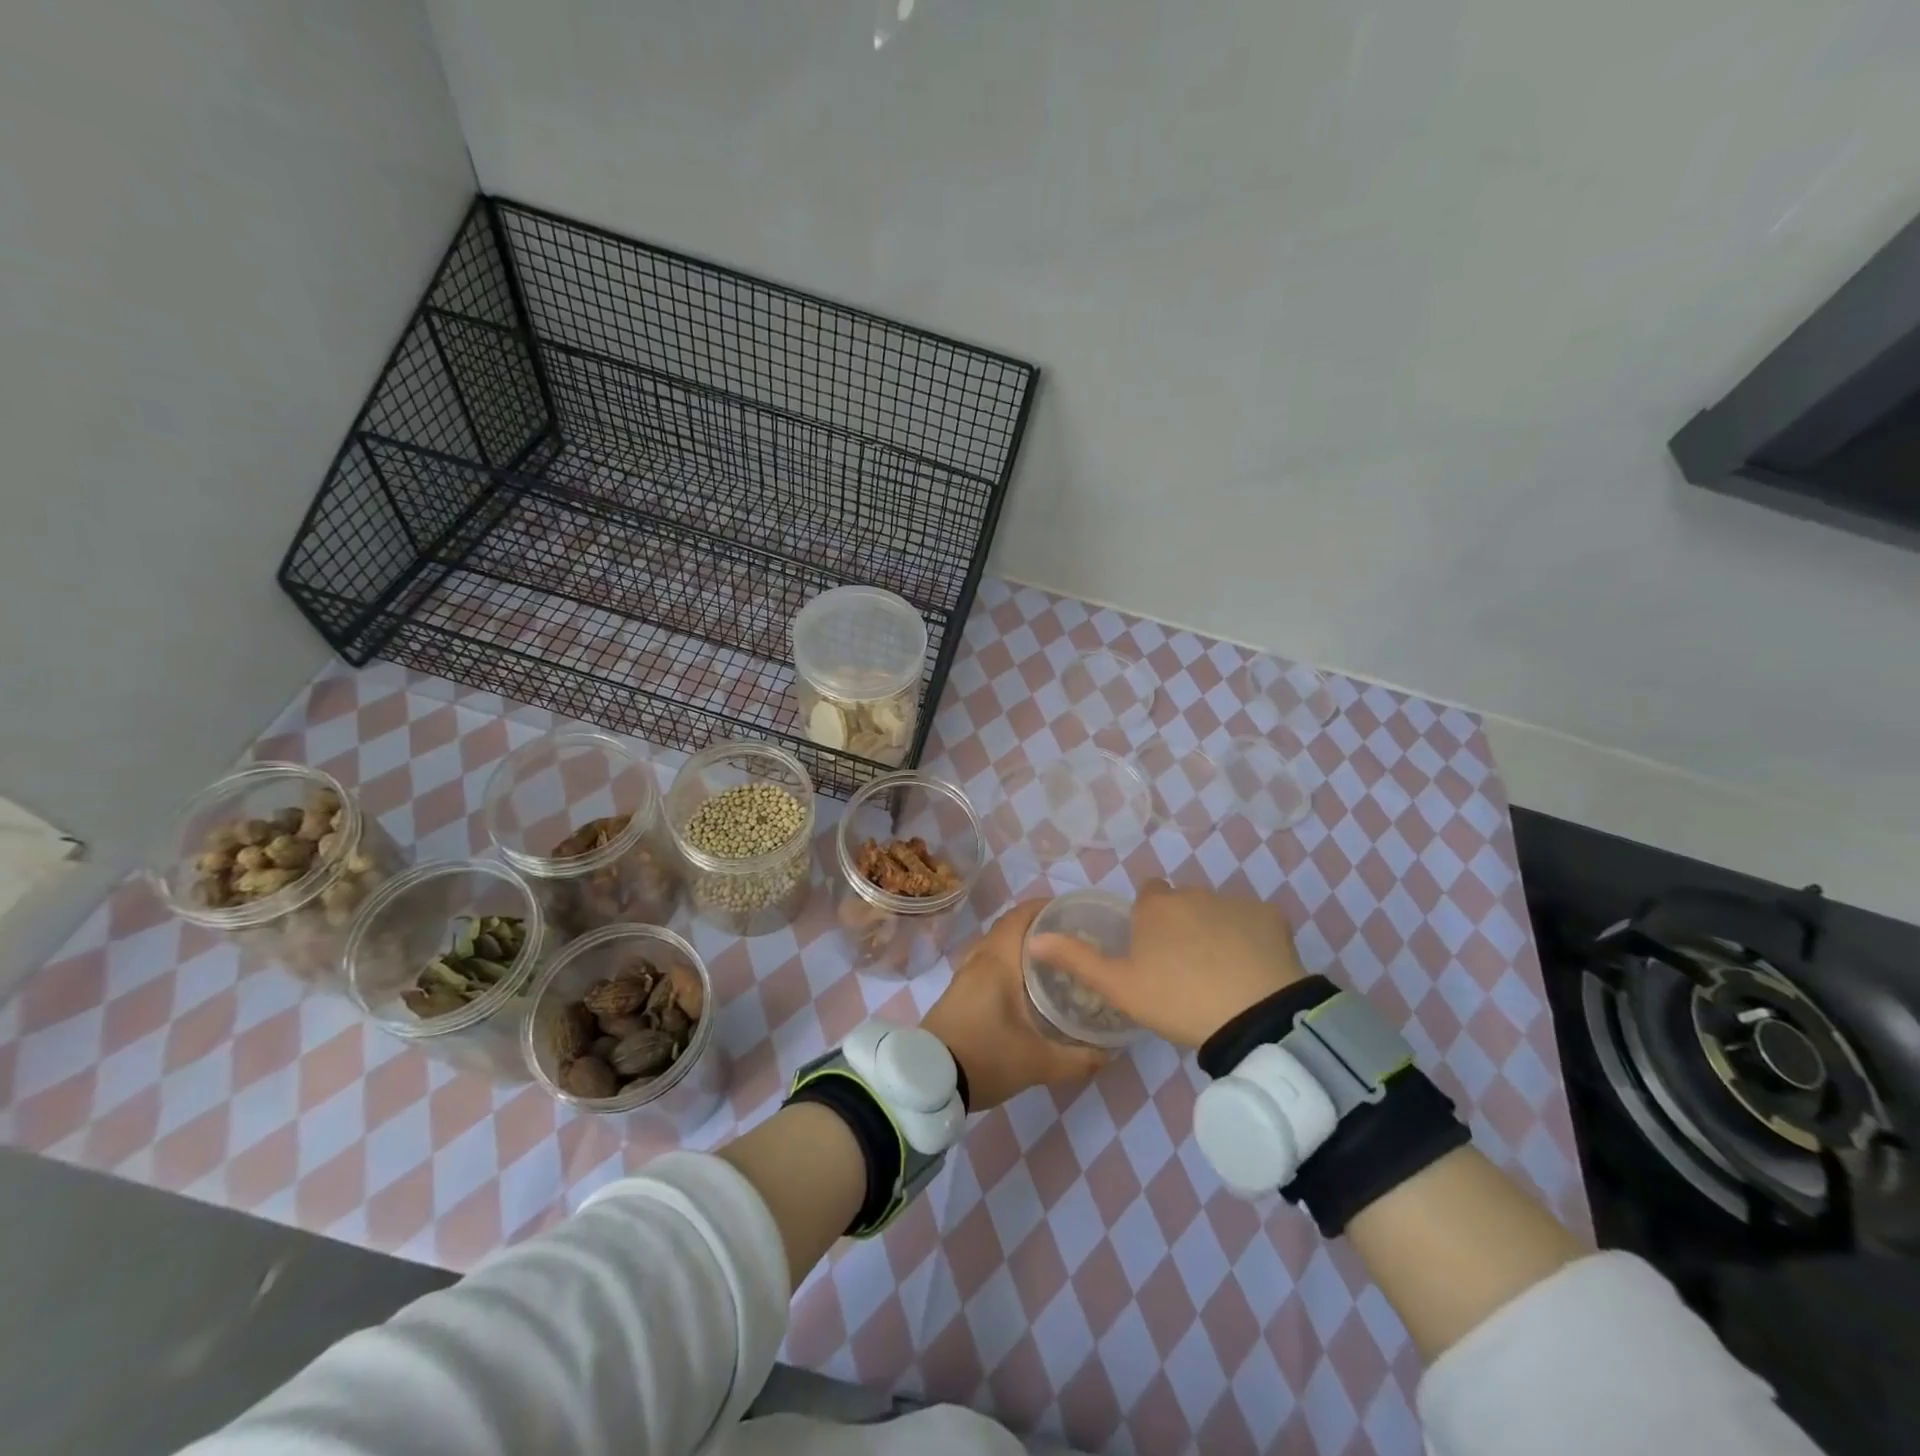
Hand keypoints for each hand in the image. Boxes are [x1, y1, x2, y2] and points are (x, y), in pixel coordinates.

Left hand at [924, 900, 1109, 1110]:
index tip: (1071, 912)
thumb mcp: (1038, 1063)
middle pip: (1009, 927)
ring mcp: (964, 975)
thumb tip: (1109, 1052)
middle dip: (1038, 926)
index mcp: (997, 961)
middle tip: (1070, 939)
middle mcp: (979, 959)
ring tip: (1051, 959)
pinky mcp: (958, 991)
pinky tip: (1024, 984)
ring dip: (1020, 944)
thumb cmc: (985, 1058)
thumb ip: (1078, 1058)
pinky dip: (1007, 960)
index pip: (1020, 916)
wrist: (928, 1081)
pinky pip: (987, 961)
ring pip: (996, 945)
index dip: (1044, 907)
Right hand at [1028, 879, 1307, 1047]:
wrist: (1254, 1017)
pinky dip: (1251, 940)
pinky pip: (1255, 924)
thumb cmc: (1177, 1000)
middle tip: (1184, 970)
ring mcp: (1235, 903)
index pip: (1148, 896)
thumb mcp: (1119, 987)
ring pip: (1218, 912)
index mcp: (1155, 906)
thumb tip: (1034, 939)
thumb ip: (1076, 959)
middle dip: (1181, 926)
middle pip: (1182, 903)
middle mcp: (1193, 893)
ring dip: (1215, 932)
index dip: (1148, 921)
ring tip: (1220, 976)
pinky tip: (1253, 972)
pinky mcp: (1271, 918)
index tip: (1152, 952)